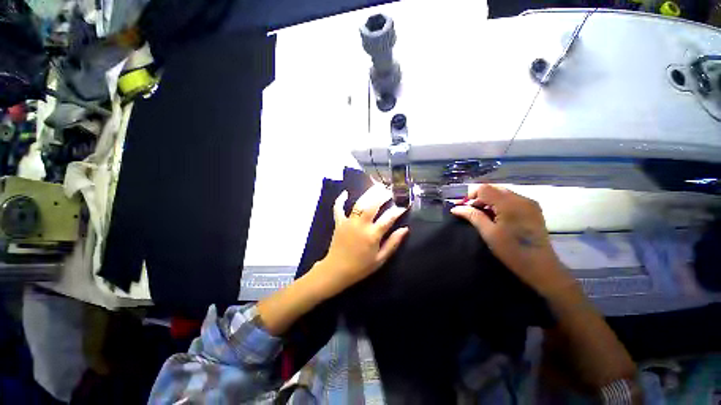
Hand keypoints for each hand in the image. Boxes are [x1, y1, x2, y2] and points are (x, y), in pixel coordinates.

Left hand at [311, 185, 408, 297]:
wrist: (337, 270)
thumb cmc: (361, 267)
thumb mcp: (380, 259)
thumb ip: (393, 243)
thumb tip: (405, 229)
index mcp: (372, 235)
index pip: (388, 218)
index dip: (397, 210)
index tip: (404, 205)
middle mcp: (361, 225)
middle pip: (373, 205)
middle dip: (382, 196)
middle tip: (389, 191)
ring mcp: (349, 222)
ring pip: (359, 204)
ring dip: (368, 194)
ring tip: (376, 187)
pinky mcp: (339, 222)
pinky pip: (338, 208)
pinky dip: (340, 200)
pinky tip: (345, 193)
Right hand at [451, 184, 572, 295]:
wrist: (541, 266)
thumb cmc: (512, 251)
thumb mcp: (488, 233)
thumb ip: (472, 216)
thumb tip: (455, 208)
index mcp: (509, 204)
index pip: (484, 188)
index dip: (470, 195)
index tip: (463, 207)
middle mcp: (521, 198)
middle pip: (493, 188)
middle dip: (479, 197)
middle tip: (470, 210)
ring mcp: (529, 203)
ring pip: (502, 192)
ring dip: (489, 200)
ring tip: (482, 214)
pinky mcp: (533, 208)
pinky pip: (511, 198)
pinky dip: (499, 203)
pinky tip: (496, 215)